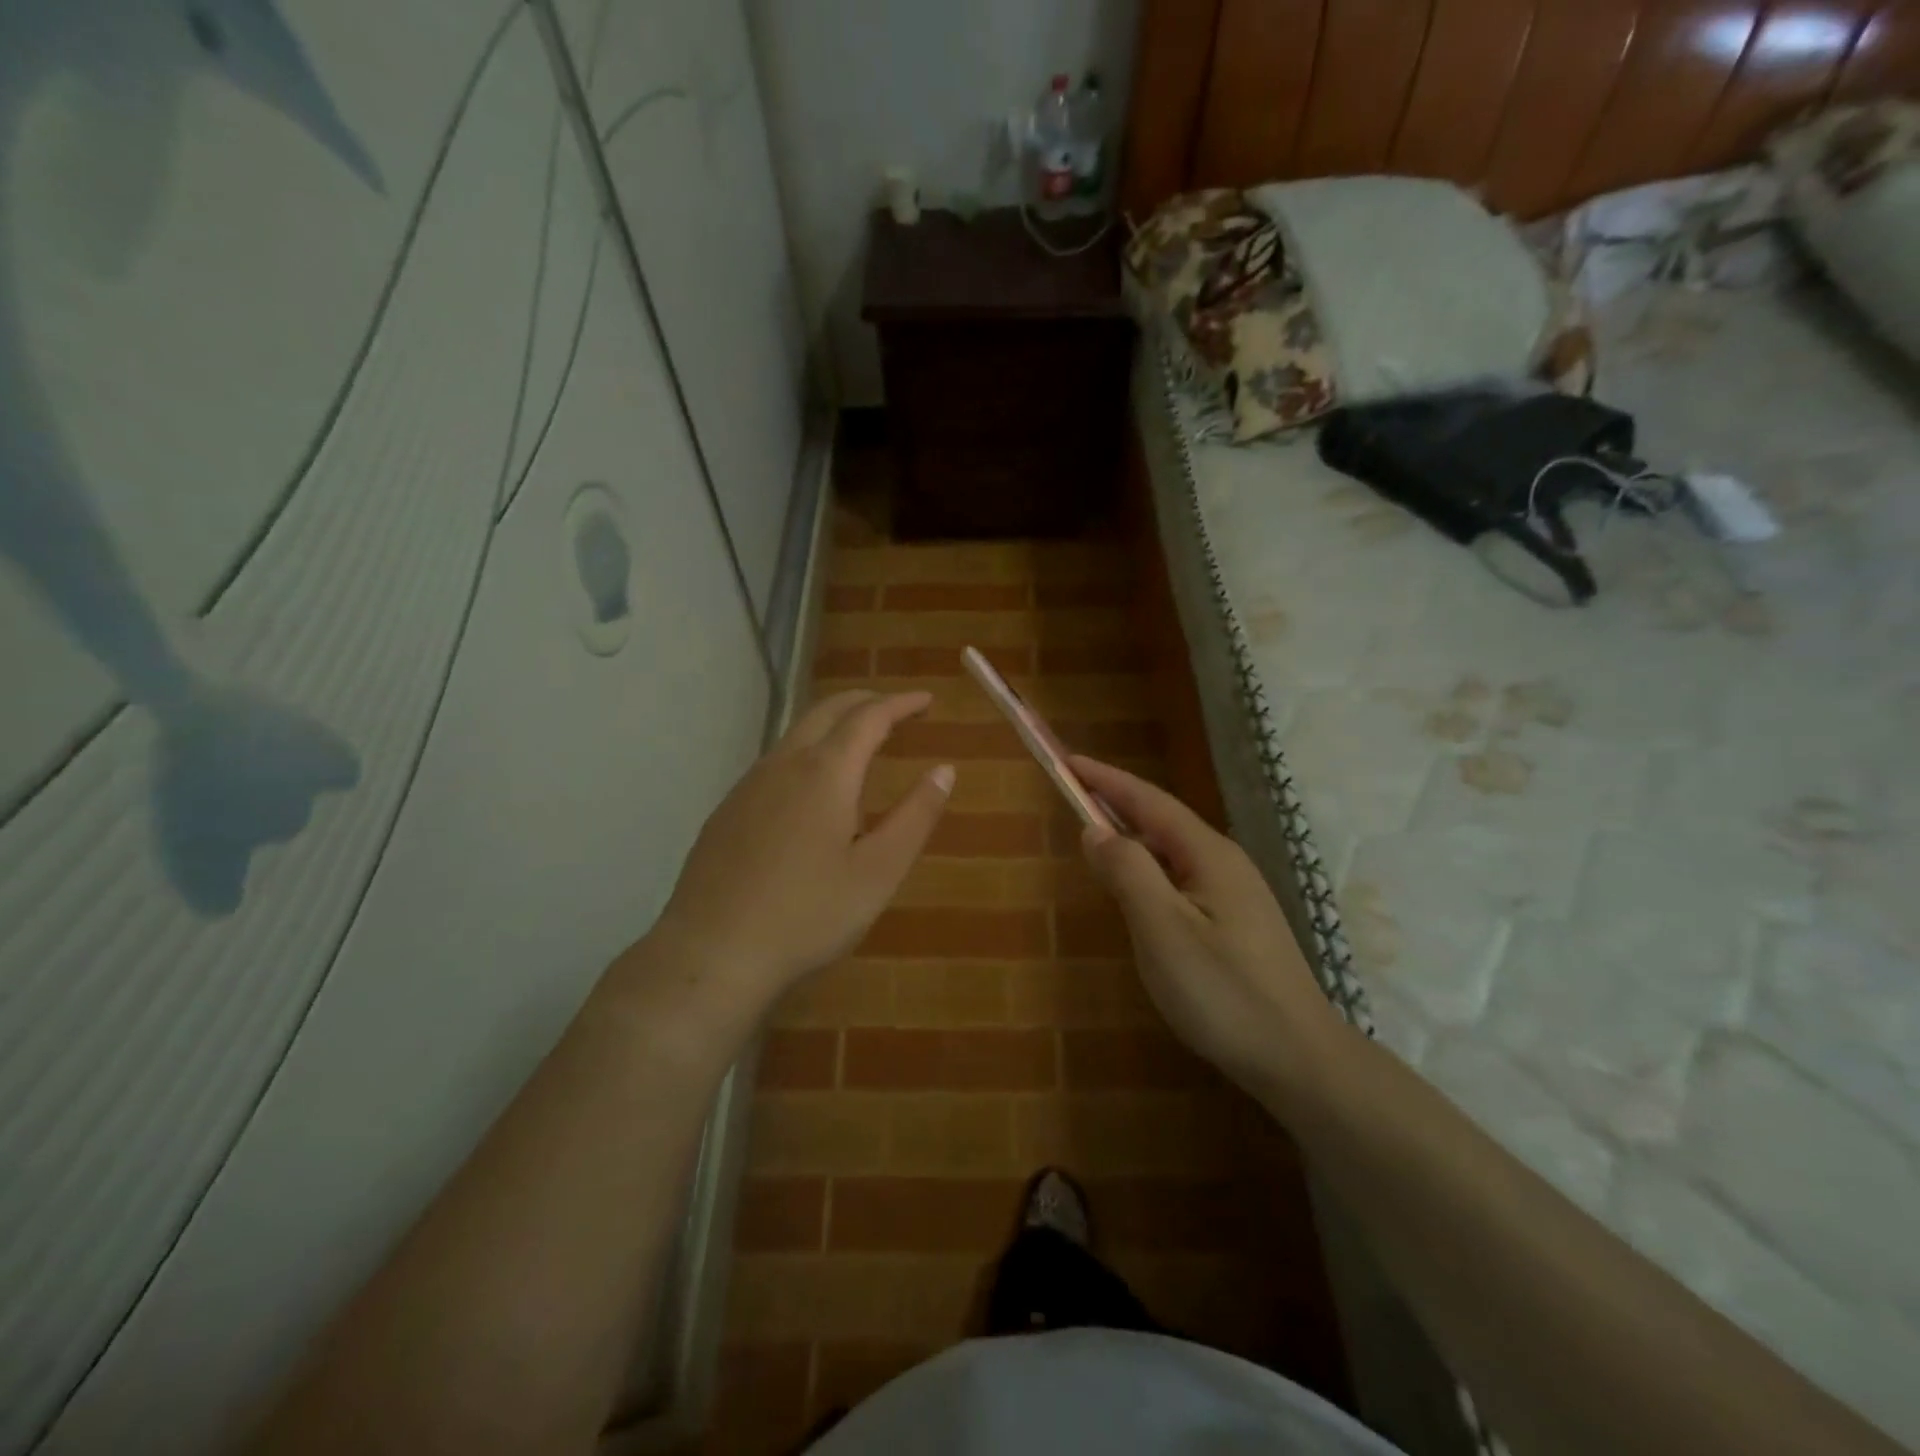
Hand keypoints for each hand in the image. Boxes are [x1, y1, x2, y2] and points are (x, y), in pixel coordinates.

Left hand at [652, 691, 952, 1012]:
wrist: (712, 953)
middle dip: (865, 701)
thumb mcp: (879, 872)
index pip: (869, 717)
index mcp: (826, 772)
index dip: (901, 703)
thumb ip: (915, 816)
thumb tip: (944, 770)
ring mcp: (748, 785)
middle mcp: (784, 764)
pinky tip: (810, 787)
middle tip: (896, 708)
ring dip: (833, 724)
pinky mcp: (727, 810)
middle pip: (827, 711)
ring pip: (796, 734)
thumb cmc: (808, 914)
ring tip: (859, 741)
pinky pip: (775, 762)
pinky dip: (806, 751)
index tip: (927, 700)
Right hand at [1072, 756, 1344, 1096]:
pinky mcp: (1237, 925)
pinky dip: (1149, 874)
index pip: (1149, 801)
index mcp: (1209, 855)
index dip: (1107, 779)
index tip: (1068, 761)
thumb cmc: (1224, 992)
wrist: (1300, 1060)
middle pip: (1162, 822)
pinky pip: (1182, 882)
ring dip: (1132, 842)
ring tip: (1095, 844)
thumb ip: (1128, 872)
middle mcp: (1225, 864)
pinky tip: (1137, 898)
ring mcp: (1236, 895)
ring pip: (1172, 854)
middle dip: (1117, 806)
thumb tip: (1095, 830)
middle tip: (1073, 799)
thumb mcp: (1163, 930)